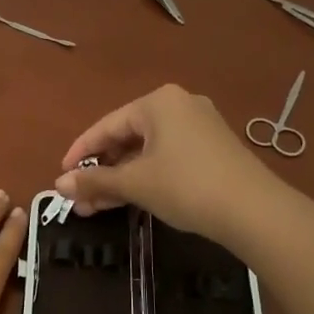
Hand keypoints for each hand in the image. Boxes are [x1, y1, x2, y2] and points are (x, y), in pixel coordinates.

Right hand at [54, 84, 279, 243]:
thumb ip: (94, 181)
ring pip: (147, 151)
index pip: (106, 126)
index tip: (62, 177)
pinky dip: (146, 177)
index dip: (80, 153)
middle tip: (80, 199)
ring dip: (121, 178)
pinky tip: (131, 200)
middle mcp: (179, 105)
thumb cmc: (186, 186)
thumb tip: (58, 185)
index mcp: (158, 102)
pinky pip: (168, 157)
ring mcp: (200, 127)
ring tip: (97, 207)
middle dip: (101, 171)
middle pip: (127, 137)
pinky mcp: (214, 149)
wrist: (254, 210)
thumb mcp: (135, 184)